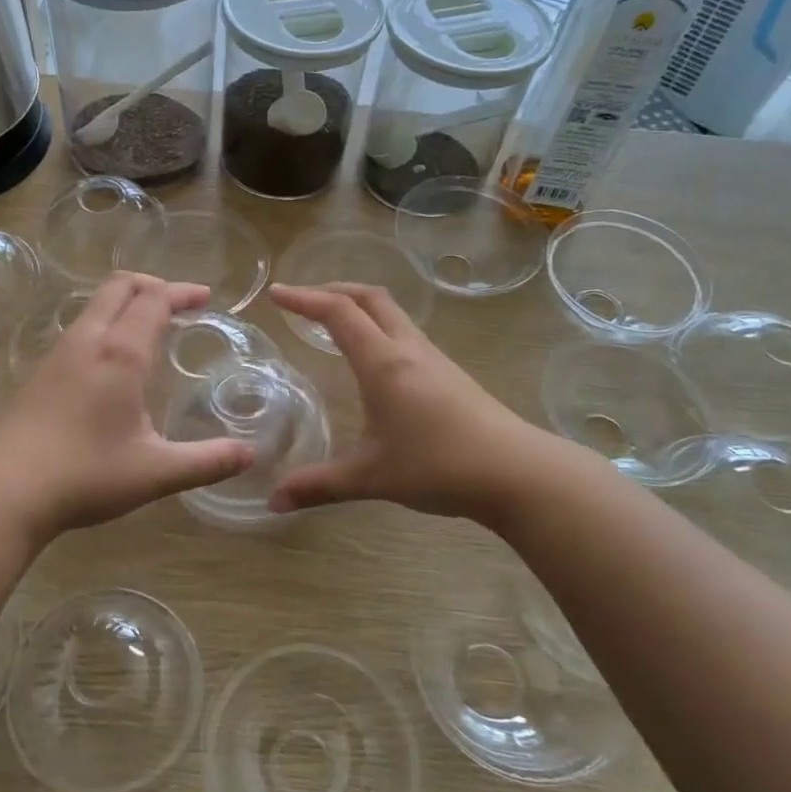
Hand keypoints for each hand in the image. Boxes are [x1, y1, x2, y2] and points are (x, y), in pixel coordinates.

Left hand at [0, 273, 256, 542]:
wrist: (1, 490)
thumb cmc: (84, 474)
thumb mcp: (155, 472)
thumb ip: (206, 461)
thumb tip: (250, 454)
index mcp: (120, 353)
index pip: (154, 300)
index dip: (182, 293)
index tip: (205, 298)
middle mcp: (87, 341)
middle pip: (119, 287)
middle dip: (153, 285)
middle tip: (179, 302)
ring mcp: (57, 355)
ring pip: (94, 307)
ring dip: (125, 304)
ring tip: (148, 327)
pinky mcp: (37, 374)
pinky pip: (78, 330)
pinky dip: (104, 325)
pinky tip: (109, 363)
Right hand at [267, 283, 571, 522]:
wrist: (517, 472)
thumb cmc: (438, 466)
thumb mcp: (371, 477)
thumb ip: (319, 486)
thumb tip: (274, 502)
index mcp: (383, 363)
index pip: (338, 313)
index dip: (304, 298)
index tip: (276, 293)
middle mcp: (407, 349)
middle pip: (369, 297)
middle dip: (333, 289)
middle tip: (303, 300)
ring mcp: (433, 359)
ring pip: (392, 313)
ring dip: (359, 307)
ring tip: (333, 323)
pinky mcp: (450, 373)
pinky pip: (405, 333)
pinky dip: (378, 327)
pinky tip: (374, 358)